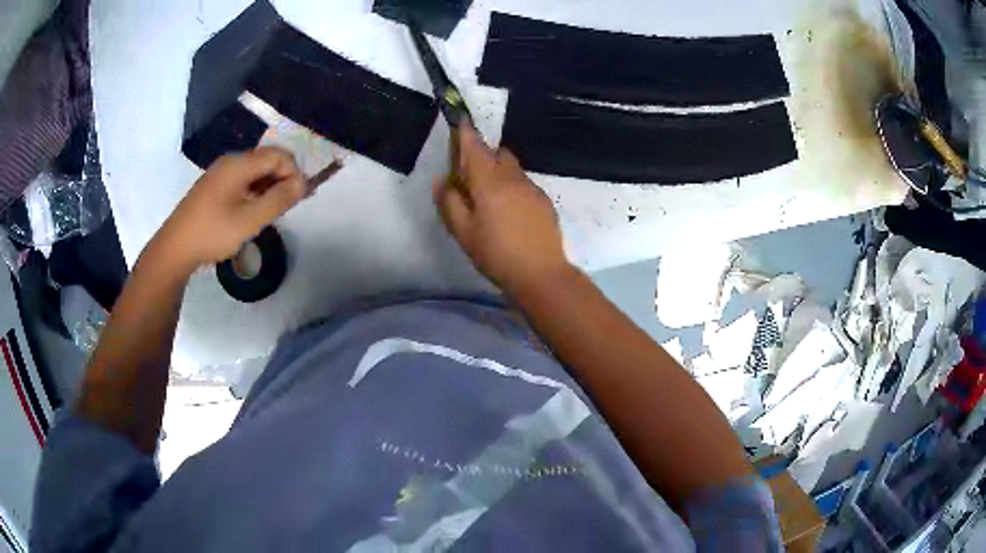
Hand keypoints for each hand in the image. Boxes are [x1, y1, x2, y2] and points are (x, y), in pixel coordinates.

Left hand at [156, 147, 306, 270]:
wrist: (174, 248)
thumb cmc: (212, 233)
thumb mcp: (249, 220)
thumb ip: (278, 200)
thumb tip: (303, 183)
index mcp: (239, 164)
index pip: (278, 155)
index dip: (294, 172)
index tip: (299, 198)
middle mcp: (230, 162)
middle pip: (266, 160)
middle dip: (283, 179)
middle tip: (289, 206)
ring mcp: (219, 173)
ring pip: (255, 171)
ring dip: (269, 186)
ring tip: (272, 212)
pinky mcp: (213, 186)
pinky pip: (242, 180)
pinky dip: (254, 191)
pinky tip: (252, 211)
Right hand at [434, 123, 571, 295]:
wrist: (541, 274)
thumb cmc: (496, 254)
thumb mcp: (464, 233)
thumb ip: (450, 203)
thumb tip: (442, 180)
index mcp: (490, 182)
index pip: (475, 148)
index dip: (466, 134)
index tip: (460, 121)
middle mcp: (513, 178)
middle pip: (498, 154)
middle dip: (484, 156)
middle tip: (470, 179)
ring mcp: (532, 188)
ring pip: (512, 169)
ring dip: (499, 172)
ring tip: (490, 201)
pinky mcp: (544, 201)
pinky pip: (523, 183)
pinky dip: (512, 187)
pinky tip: (509, 213)